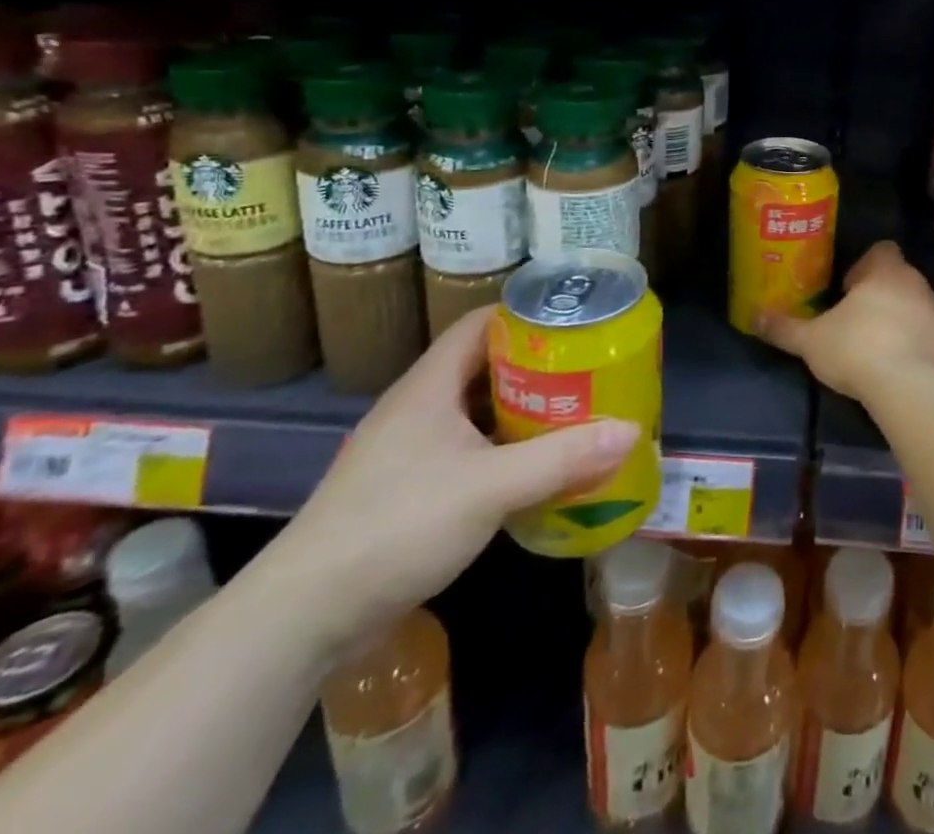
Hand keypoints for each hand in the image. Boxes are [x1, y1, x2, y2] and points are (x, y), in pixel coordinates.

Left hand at [258, 308, 639, 653]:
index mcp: (429, 386)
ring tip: (575, 414)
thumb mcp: (491, 487)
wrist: (300, 619)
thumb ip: (563, 458)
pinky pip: (468, 452)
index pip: (482, 324)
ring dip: (523, 412)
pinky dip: (505, 452)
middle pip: (486, 367)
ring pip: (477, 413)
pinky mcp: (407, 491)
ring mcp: (409, 452)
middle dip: (538, 367)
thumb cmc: (396, 527)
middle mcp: (418, 409)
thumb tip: (633, 430)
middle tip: (590, 371)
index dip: (528, 316)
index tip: (577, 323)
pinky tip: (536, 469)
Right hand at [757, 241, 933, 405]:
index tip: (848, 292)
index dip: (864, 267)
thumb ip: (784, 328)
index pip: (880, 250)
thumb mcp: (811, 341)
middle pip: (900, 279)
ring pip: (920, 307)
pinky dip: (925, 347)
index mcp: (885, 271)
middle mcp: (918, 283)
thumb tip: (754, 317)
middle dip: (882, 296)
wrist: (912, 388)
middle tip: (859, 324)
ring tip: (882, 351)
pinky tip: (908, 371)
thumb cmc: (857, 350)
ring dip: (904, 321)